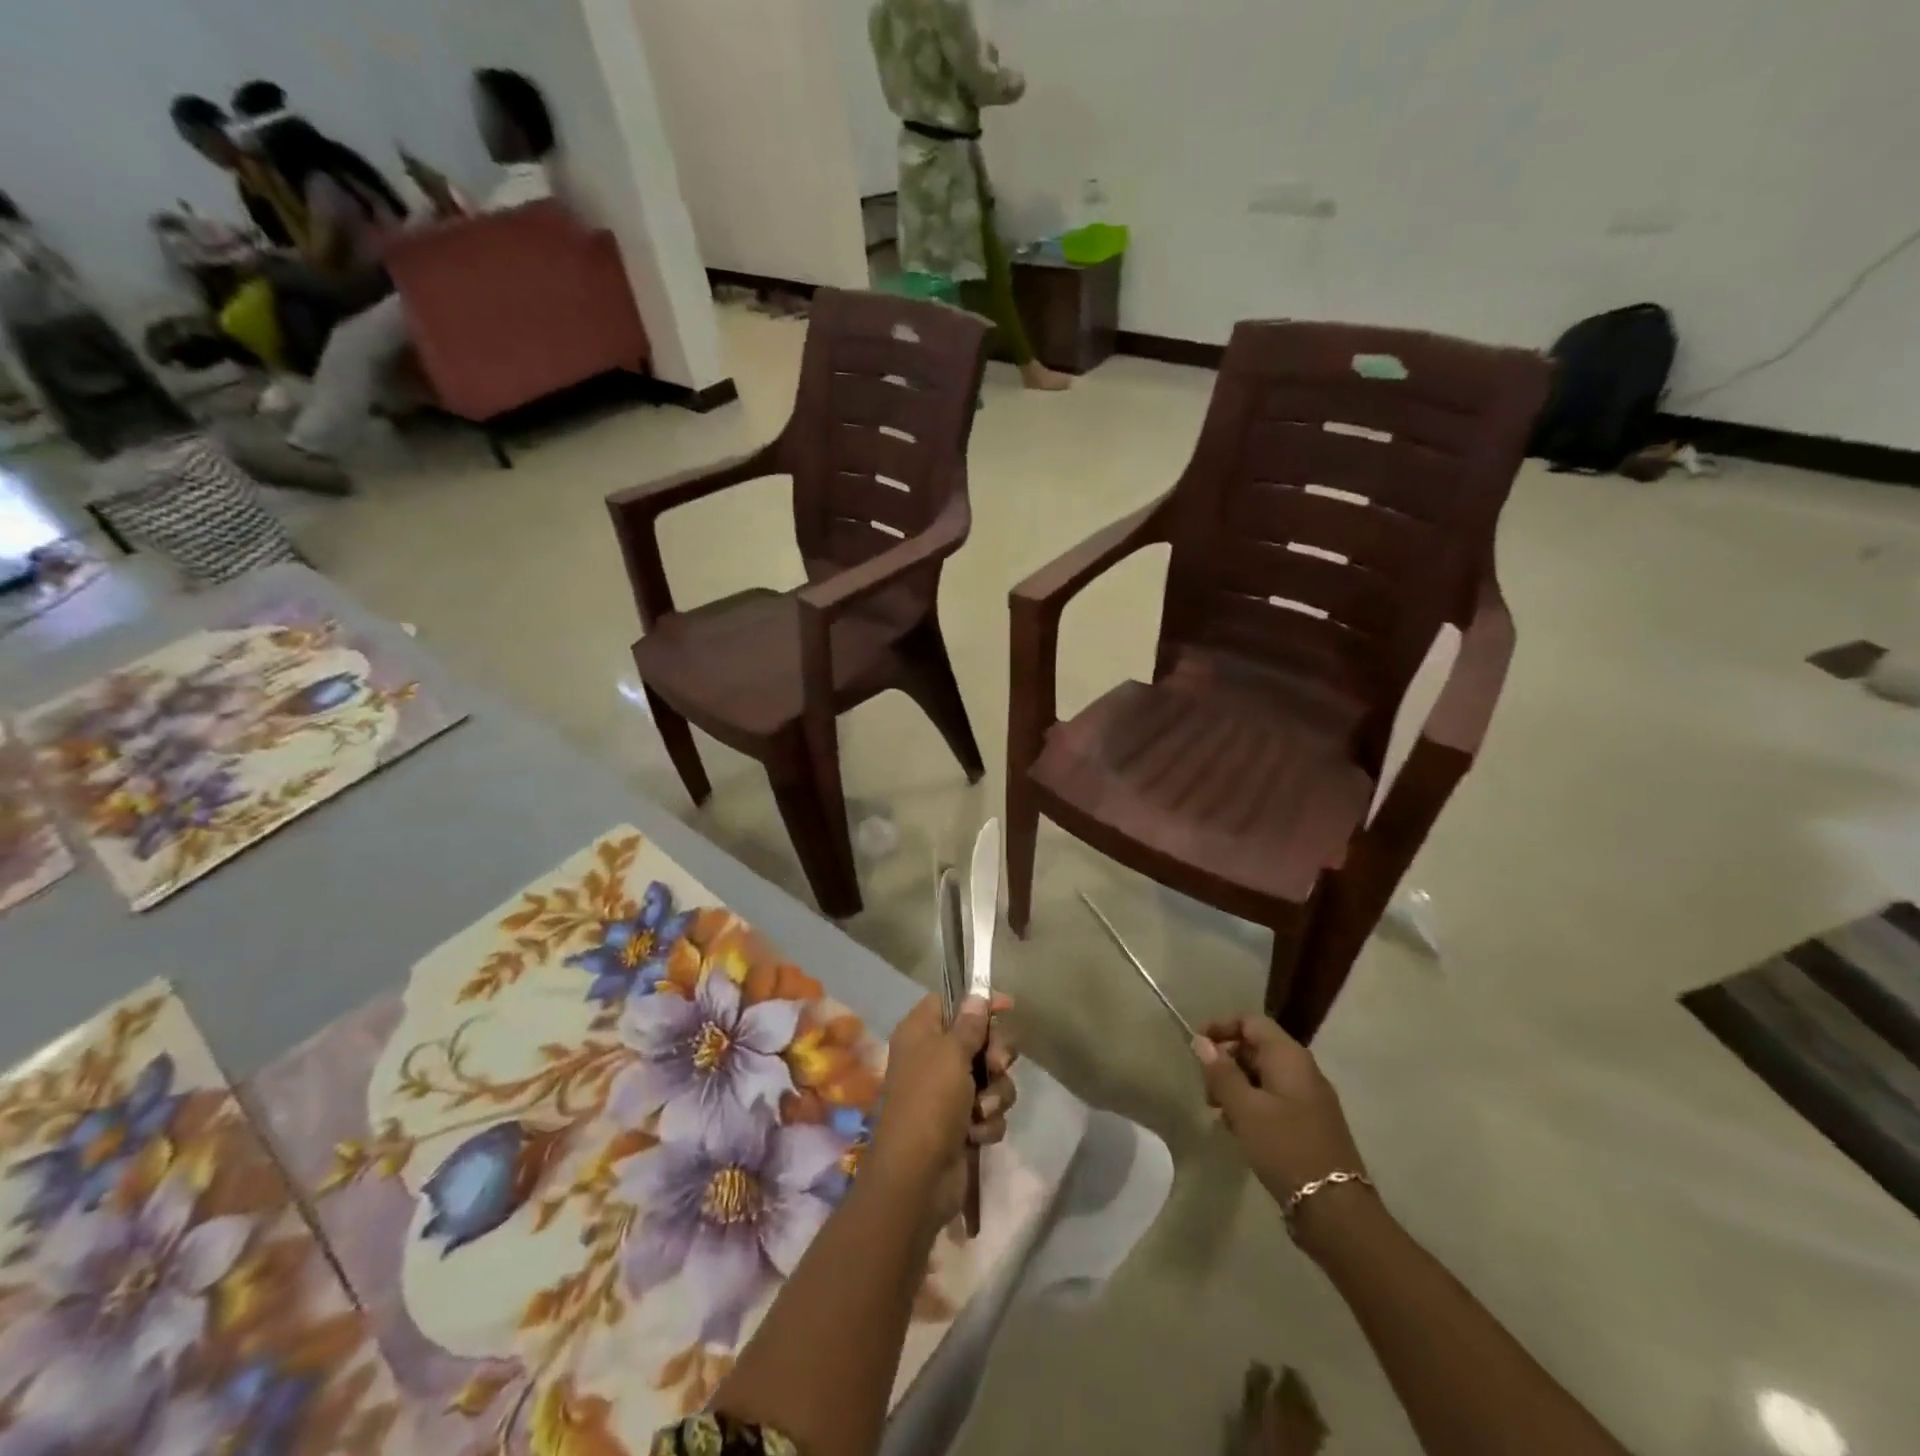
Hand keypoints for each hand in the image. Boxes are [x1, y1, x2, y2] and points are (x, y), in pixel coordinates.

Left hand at [869, 993, 1016, 1229]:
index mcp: (921, 1032)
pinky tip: (976, 1134)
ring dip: (995, 1093)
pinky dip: (987, 1121)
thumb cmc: (930, 1102)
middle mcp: (933, 1057)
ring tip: (982, 1109)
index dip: (978, 1002)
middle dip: (996, 1054)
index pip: (952, 1002)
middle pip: (979, 1038)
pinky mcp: (962, 1123)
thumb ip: (969, 1024)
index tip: (1007, 1007)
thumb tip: (977, 996)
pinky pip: (989, 1109)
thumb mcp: (950, 1054)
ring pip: (990, 1076)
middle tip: (997, 1065)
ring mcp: (948, 1092)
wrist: (917, 1178)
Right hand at [1194, 1016, 1364, 1207]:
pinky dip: (1252, 1105)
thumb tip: (1201, 1041)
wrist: (1335, 1210)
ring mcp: (1309, 1098)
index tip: (1196, 1046)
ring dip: (1236, 1086)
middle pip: (1256, 1047)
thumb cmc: (1286, 1149)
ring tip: (1218, 1112)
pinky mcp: (1310, 1124)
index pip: (1250, 1022)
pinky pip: (1274, 1099)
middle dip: (1226, 1061)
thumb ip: (1221, 1072)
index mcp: (1289, 1057)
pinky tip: (1239, 1130)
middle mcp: (1303, 1070)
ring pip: (1263, 1075)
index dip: (1221, 1026)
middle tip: (1205, 1088)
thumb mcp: (1245, 1109)